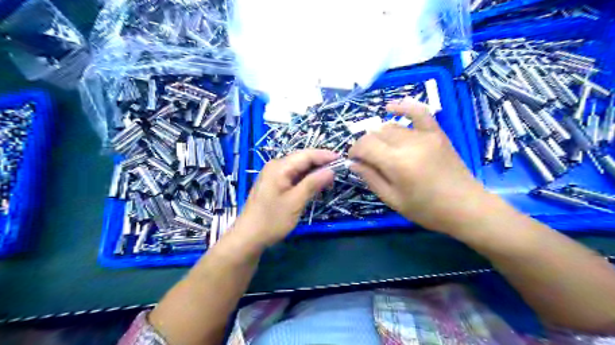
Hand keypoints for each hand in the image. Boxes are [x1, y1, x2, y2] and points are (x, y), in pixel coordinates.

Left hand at [233, 150, 338, 246]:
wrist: (248, 237)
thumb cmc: (272, 220)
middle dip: (320, 164)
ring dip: (314, 173)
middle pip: (302, 160)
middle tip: (338, 171)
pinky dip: (305, 180)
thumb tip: (331, 170)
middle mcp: (275, 166)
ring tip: (330, 180)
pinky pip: (293, 177)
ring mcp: (273, 176)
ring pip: (298, 169)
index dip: (325, 156)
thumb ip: (313, 183)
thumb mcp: (295, 201)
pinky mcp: (274, 185)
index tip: (342, 160)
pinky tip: (315, 186)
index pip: (306, 155)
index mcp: (279, 167)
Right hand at [348, 97, 487, 232]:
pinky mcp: (437, 133)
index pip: (365, 145)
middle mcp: (409, 143)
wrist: (466, 207)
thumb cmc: (427, 210)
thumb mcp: (393, 200)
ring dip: (379, 135)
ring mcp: (425, 135)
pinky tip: (390, 108)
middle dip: (365, 145)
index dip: (354, 151)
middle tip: (366, 160)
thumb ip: (371, 178)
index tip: (353, 160)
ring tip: (380, 149)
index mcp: (397, 163)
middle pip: (376, 134)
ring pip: (392, 126)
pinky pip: (419, 112)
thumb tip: (353, 163)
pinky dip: (403, 107)